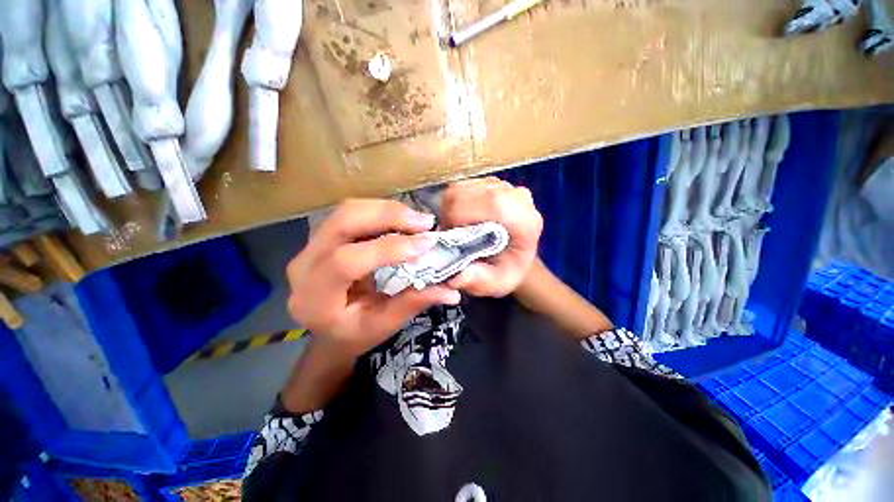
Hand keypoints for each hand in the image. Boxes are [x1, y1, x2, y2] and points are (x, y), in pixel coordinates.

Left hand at [287, 199, 460, 357]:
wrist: (328, 328)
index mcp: (314, 297)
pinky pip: (352, 213)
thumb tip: (452, 291)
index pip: (346, 262)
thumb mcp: (382, 326)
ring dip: (387, 210)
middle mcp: (304, 265)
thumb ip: (413, 304)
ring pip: (348, 211)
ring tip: (418, 220)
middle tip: (426, 223)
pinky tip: (402, 219)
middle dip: (388, 216)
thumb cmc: (354, 334)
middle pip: (343, 223)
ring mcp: (310, 246)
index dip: (388, 249)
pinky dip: (381, 211)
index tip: (426, 244)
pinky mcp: (323, 236)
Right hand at [441, 177, 542, 296]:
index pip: (488, 203)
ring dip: (451, 209)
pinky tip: (462, 218)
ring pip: (462, 188)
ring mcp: (504, 186)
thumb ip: (479, 281)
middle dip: (451, 214)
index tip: (452, 239)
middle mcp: (517, 197)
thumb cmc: (507, 270)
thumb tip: (455, 277)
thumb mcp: (497, 283)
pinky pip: (462, 187)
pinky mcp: (492, 182)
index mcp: (524, 220)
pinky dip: (455, 203)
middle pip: (468, 193)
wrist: (515, 256)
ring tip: (457, 228)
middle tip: (452, 235)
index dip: (460, 218)